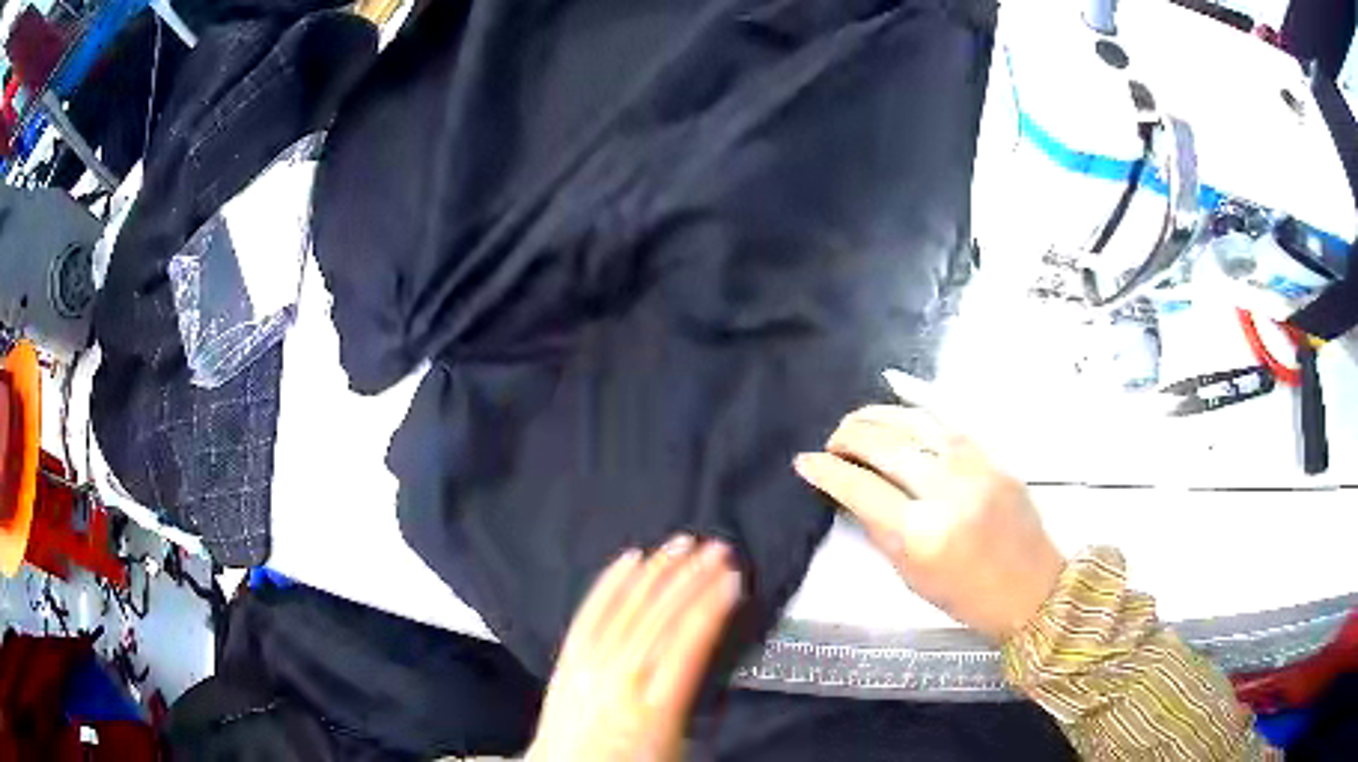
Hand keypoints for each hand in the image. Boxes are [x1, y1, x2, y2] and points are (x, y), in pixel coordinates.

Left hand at [528, 536, 740, 761]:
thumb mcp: (679, 746)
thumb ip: (698, 703)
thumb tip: (716, 667)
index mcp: (654, 706)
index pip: (689, 643)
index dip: (712, 606)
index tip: (733, 579)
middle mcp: (620, 678)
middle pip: (661, 617)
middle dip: (692, 578)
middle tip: (716, 549)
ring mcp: (590, 665)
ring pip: (628, 608)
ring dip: (658, 572)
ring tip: (681, 544)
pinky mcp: (569, 659)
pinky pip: (591, 613)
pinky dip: (610, 584)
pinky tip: (627, 561)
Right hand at [794, 405, 1063, 640]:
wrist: (1032, 588)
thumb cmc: (966, 596)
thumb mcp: (911, 577)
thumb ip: (880, 531)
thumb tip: (852, 493)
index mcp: (921, 535)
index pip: (861, 489)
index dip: (828, 471)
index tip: (805, 461)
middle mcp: (947, 493)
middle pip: (886, 447)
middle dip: (849, 436)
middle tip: (832, 441)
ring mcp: (975, 468)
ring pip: (916, 423)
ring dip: (878, 415)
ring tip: (857, 420)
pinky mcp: (993, 456)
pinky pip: (951, 418)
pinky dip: (919, 399)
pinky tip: (894, 387)